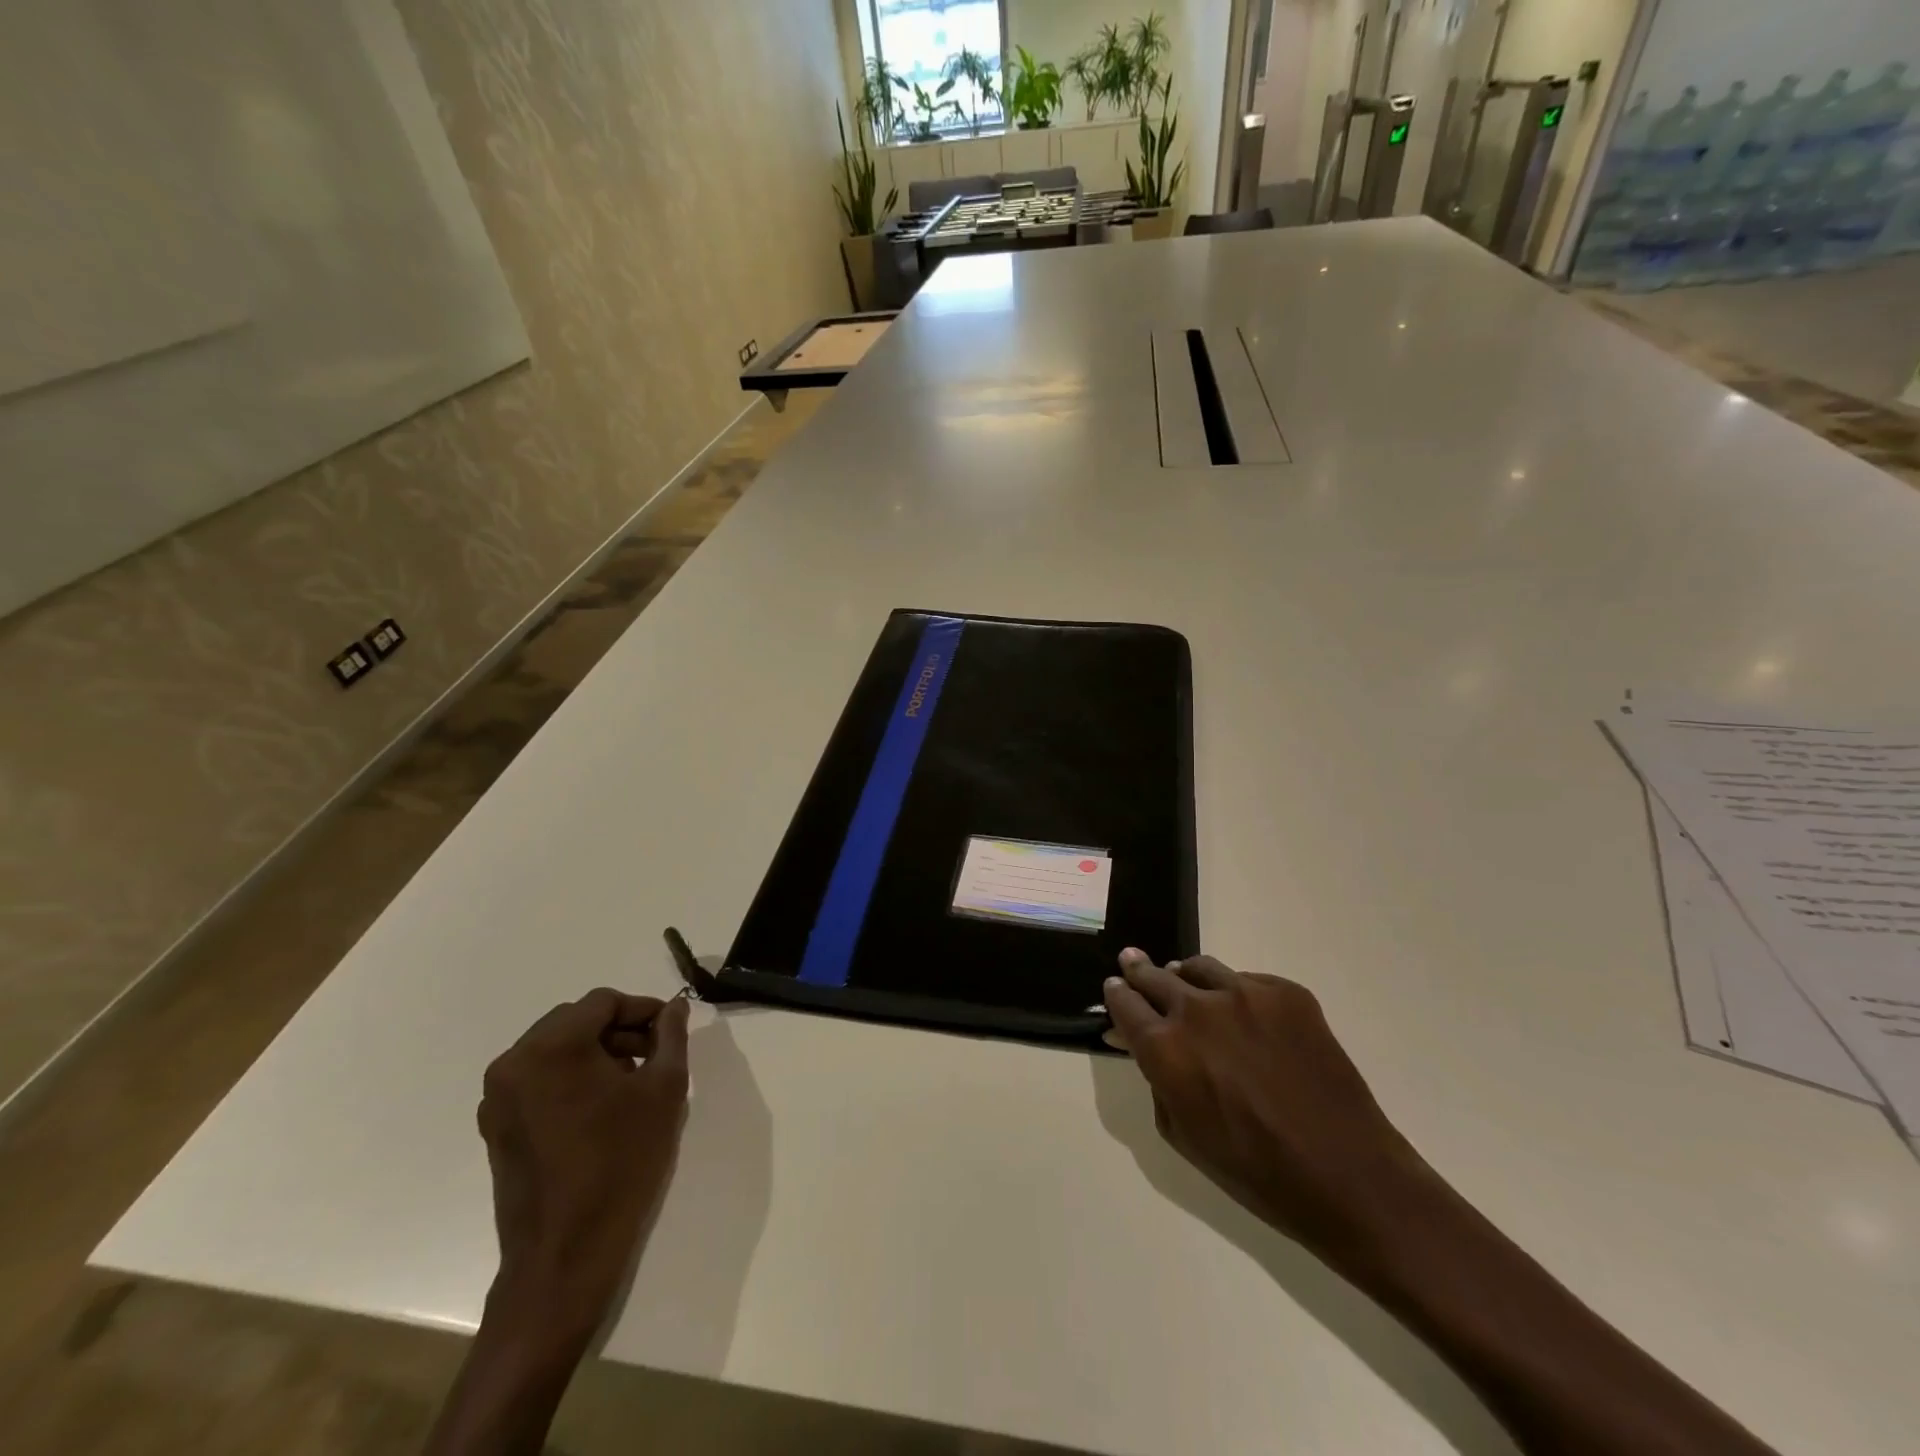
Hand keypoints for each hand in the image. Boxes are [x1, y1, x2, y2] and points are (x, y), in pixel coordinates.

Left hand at [476, 988, 690, 1344]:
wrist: (566, 1255)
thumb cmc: (621, 1163)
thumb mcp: (664, 1090)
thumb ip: (671, 1036)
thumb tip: (673, 1007)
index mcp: (550, 1048)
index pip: (603, 1002)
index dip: (642, 1010)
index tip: (670, 1031)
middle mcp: (514, 1063)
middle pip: (576, 1021)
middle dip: (619, 1030)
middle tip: (655, 1055)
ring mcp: (498, 1098)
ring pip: (557, 1049)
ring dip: (597, 1053)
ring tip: (633, 1083)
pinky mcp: (497, 1127)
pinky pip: (540, 1079)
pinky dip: (573, 1078)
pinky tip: (603, 1108)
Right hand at [1103, 950, 1432, 1259]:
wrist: (1348, 1175)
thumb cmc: (1254, 1171)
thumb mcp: (1182, 1134)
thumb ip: (1155, 1079)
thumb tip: (1141, 1045)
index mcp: (1166, 1048)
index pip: (1124, 1002)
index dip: (1116, 994)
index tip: (1115, 988)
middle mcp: (1198, 1009)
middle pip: (1155, 975)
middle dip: (1139, 971)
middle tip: (1133, 962)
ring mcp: (1246, 994)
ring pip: (1199, 968)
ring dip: (1186, 978)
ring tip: (1188, 986)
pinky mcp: (1287, 993)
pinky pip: (1247, 981)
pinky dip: (1236, 994)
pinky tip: (1247, 1019)